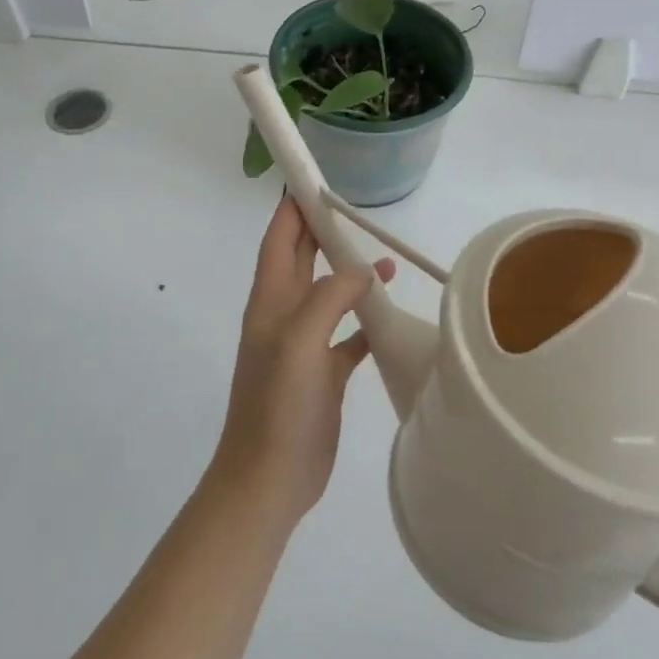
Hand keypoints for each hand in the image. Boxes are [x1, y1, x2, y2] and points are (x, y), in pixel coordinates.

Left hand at [210, 197, 392, 526]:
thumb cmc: (279, 406)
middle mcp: (284, 316)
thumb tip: (365, 271)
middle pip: (302, 260)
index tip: (313, 179)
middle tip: (352, 207)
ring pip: (328, 295)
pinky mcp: (323, 374)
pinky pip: (346, 335)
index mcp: (270, 301)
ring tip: (385, 260)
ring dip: (350, 274)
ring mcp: (303, 346)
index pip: (280, 240)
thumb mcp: (300, 341)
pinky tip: (389, 316)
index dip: (292, 208)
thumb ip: (331, 297)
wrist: (269, 480)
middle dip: (322, 231)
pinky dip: (365, 320)